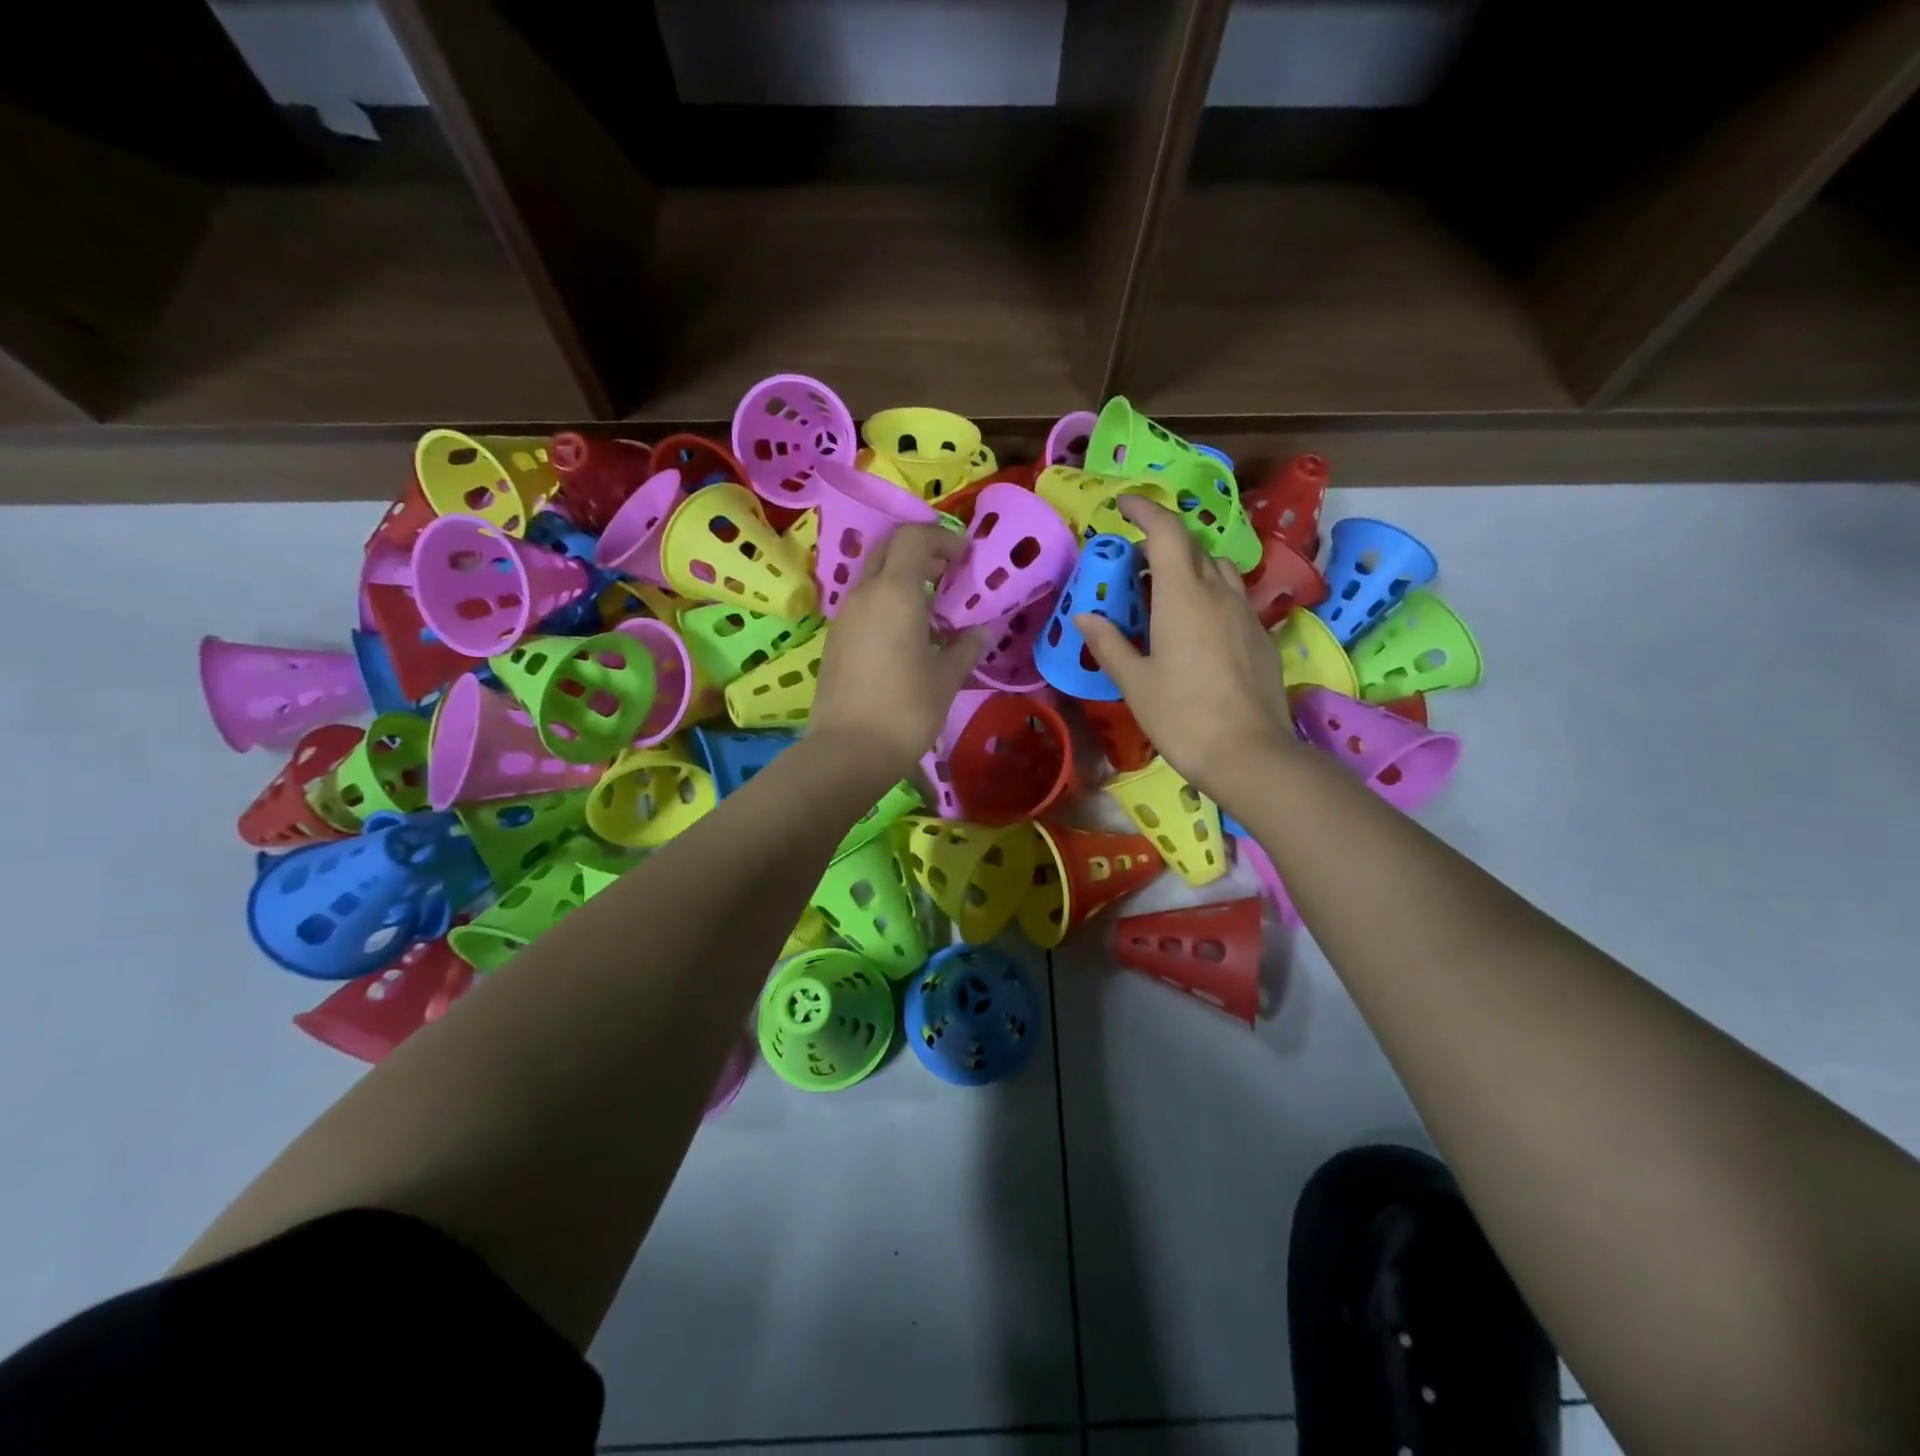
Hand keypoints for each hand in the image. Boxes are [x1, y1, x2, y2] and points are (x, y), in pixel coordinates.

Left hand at [808, 525, 983, 773]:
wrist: (848, 750)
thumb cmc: (906, 710)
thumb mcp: (946, 678)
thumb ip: (966, 647)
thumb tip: (983, 631)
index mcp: (894, 593)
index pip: (913, 537)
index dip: (941, 538)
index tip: (964, 557)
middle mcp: (864, 595)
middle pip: (888, 550)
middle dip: (920, 552)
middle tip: (948, 574)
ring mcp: (843, 617)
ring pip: (873, 578)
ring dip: (902, 580)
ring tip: (931, 610)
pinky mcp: (834, 640)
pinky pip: (863, 605)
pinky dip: (886, 604)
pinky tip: (905, 637)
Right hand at [1075, 497, 1295, 797]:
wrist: (1248, 754)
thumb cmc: (1181, 715)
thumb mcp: (1134, 681)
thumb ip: (1108, 643)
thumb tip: (1086, 615)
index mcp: (1183, 595)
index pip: (1166, 532)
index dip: (1145, 511)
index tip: (1124, 506)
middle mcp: (1219, 593)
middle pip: (1193, 548)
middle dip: (1161, 546)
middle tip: (1133, 570)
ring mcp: (1246, 614)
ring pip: (1219, 571)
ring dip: (1190, 569)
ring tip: (1166, 598)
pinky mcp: (1261, 637)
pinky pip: (1233, 599)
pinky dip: (1210, 597)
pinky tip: (1196, 632)